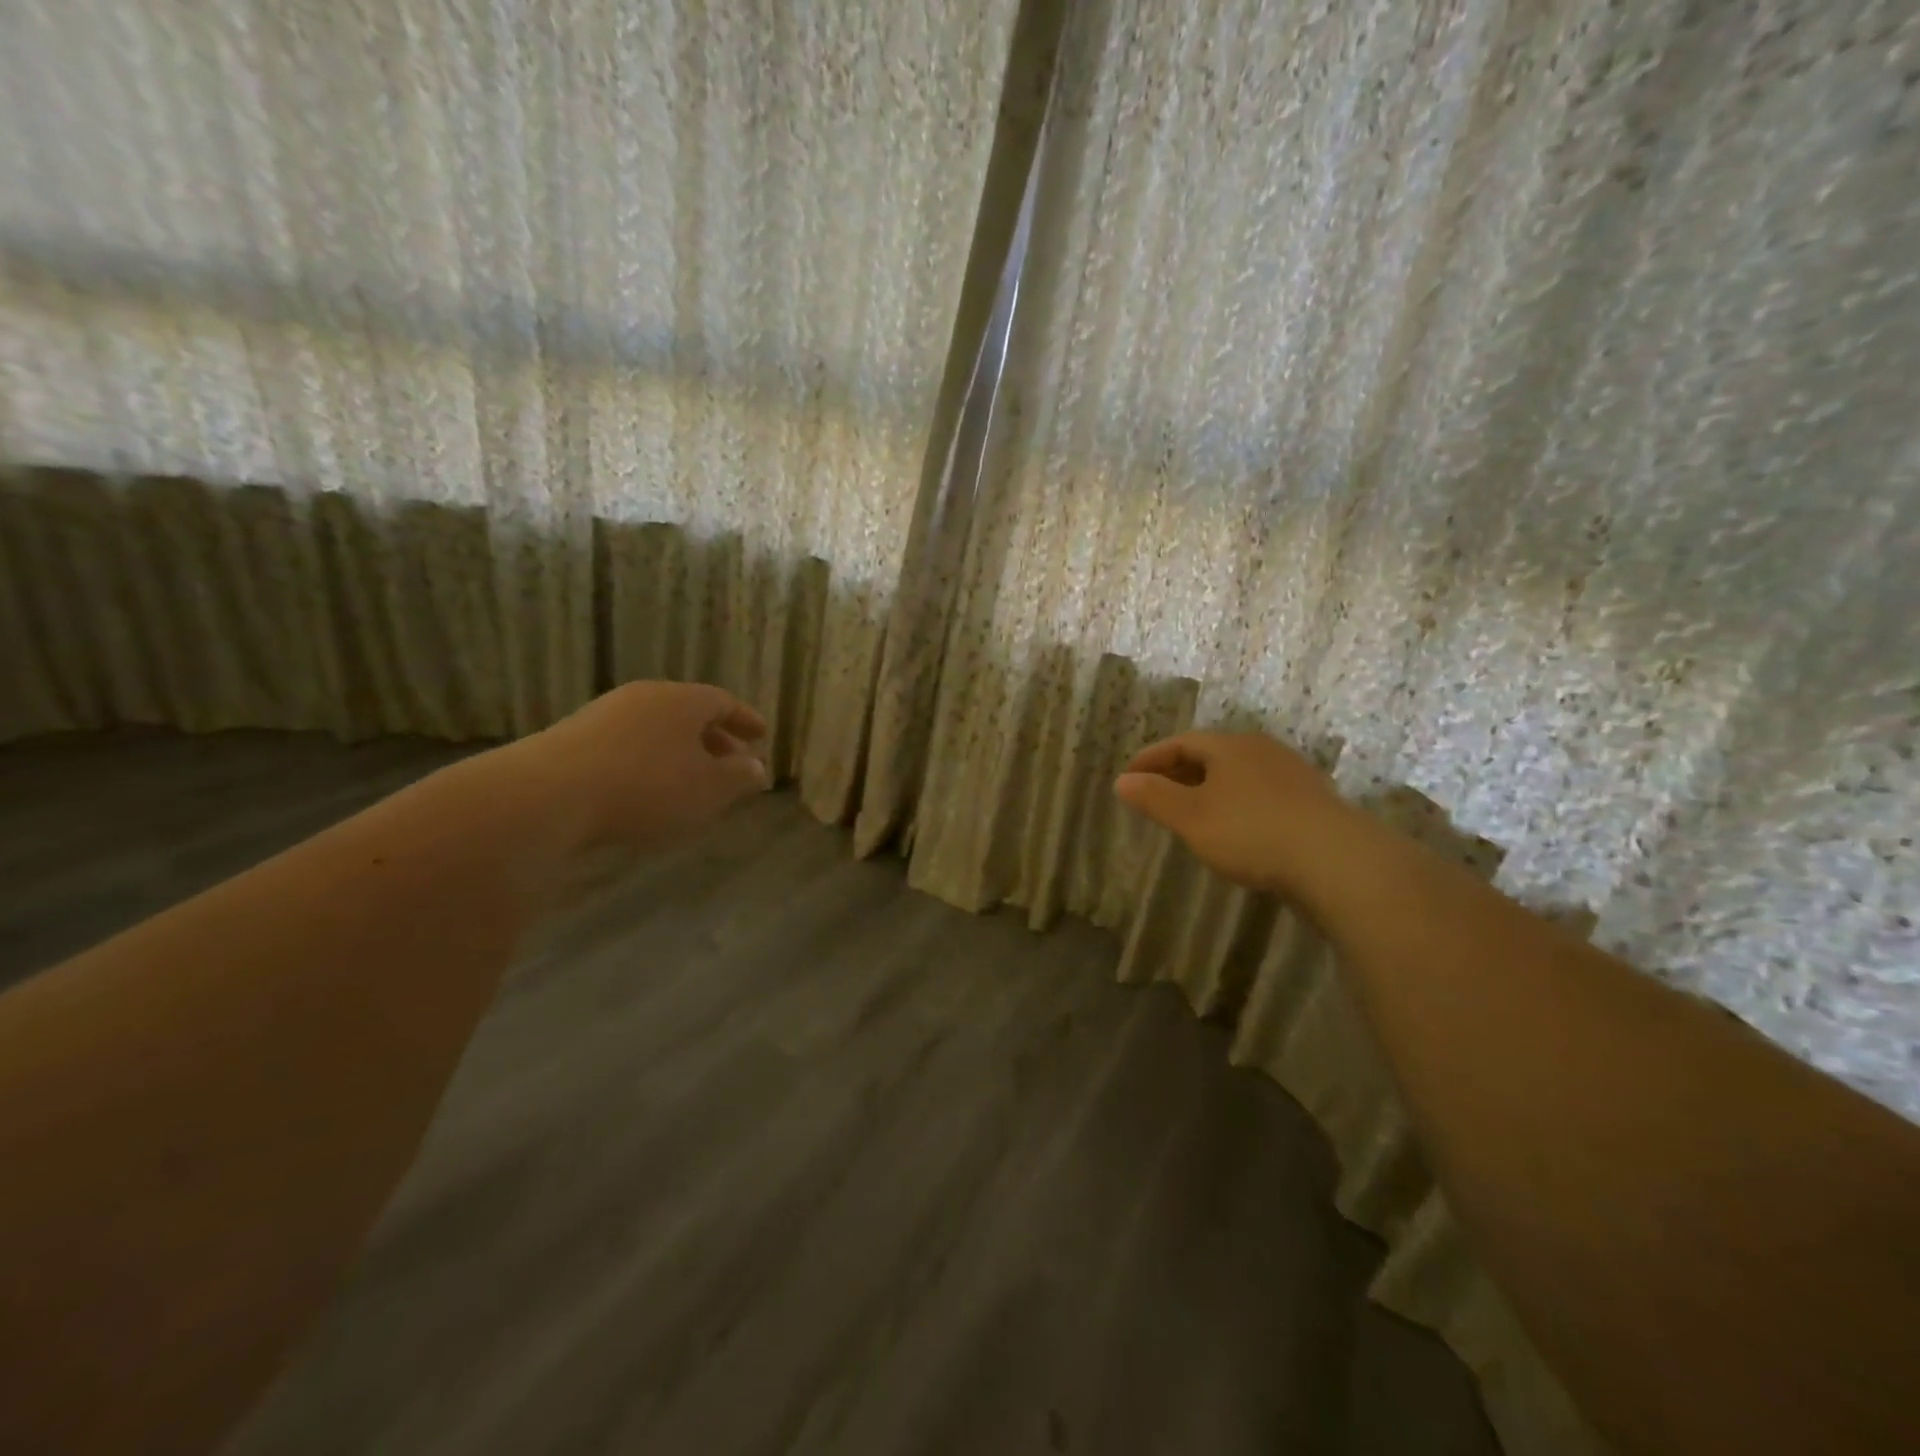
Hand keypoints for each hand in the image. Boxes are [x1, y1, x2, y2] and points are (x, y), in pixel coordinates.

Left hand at [510, 681, 769, 851]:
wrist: (548, 795)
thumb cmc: (646, 787)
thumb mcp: (708, 789)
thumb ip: (738, 777)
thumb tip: (756, 767)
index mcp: (683, 700)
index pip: (724, 702)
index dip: (745, 720)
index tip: (762, 736)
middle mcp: (645, 697)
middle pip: (689, 713)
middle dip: (714, 739)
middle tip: (731, 763)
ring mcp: (605, 714)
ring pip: (657, 729)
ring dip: (680, 752)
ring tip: (691, 782)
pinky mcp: (573, 738)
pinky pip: (628, 744)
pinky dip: (649, 761)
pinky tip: (647, 790)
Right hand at [1113, 731, 1363, 900]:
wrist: (1336, 861)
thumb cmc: (1251, 832)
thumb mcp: (1191, 817)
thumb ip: (1154, 798)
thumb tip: (1123, 781)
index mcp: (1229, 746)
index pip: (1181, 742)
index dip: (1151, 758)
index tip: (1128, 776)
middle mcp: (1261, 750)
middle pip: (1211, 754)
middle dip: (1179, 771)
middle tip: (1156, 793)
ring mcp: (1292, 774)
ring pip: (1239, 774)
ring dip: (1210, 788)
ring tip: (1192, 811)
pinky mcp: (1312, 801)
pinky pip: (1261, 793)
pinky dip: (1238, 803)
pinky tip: (1236, 828)